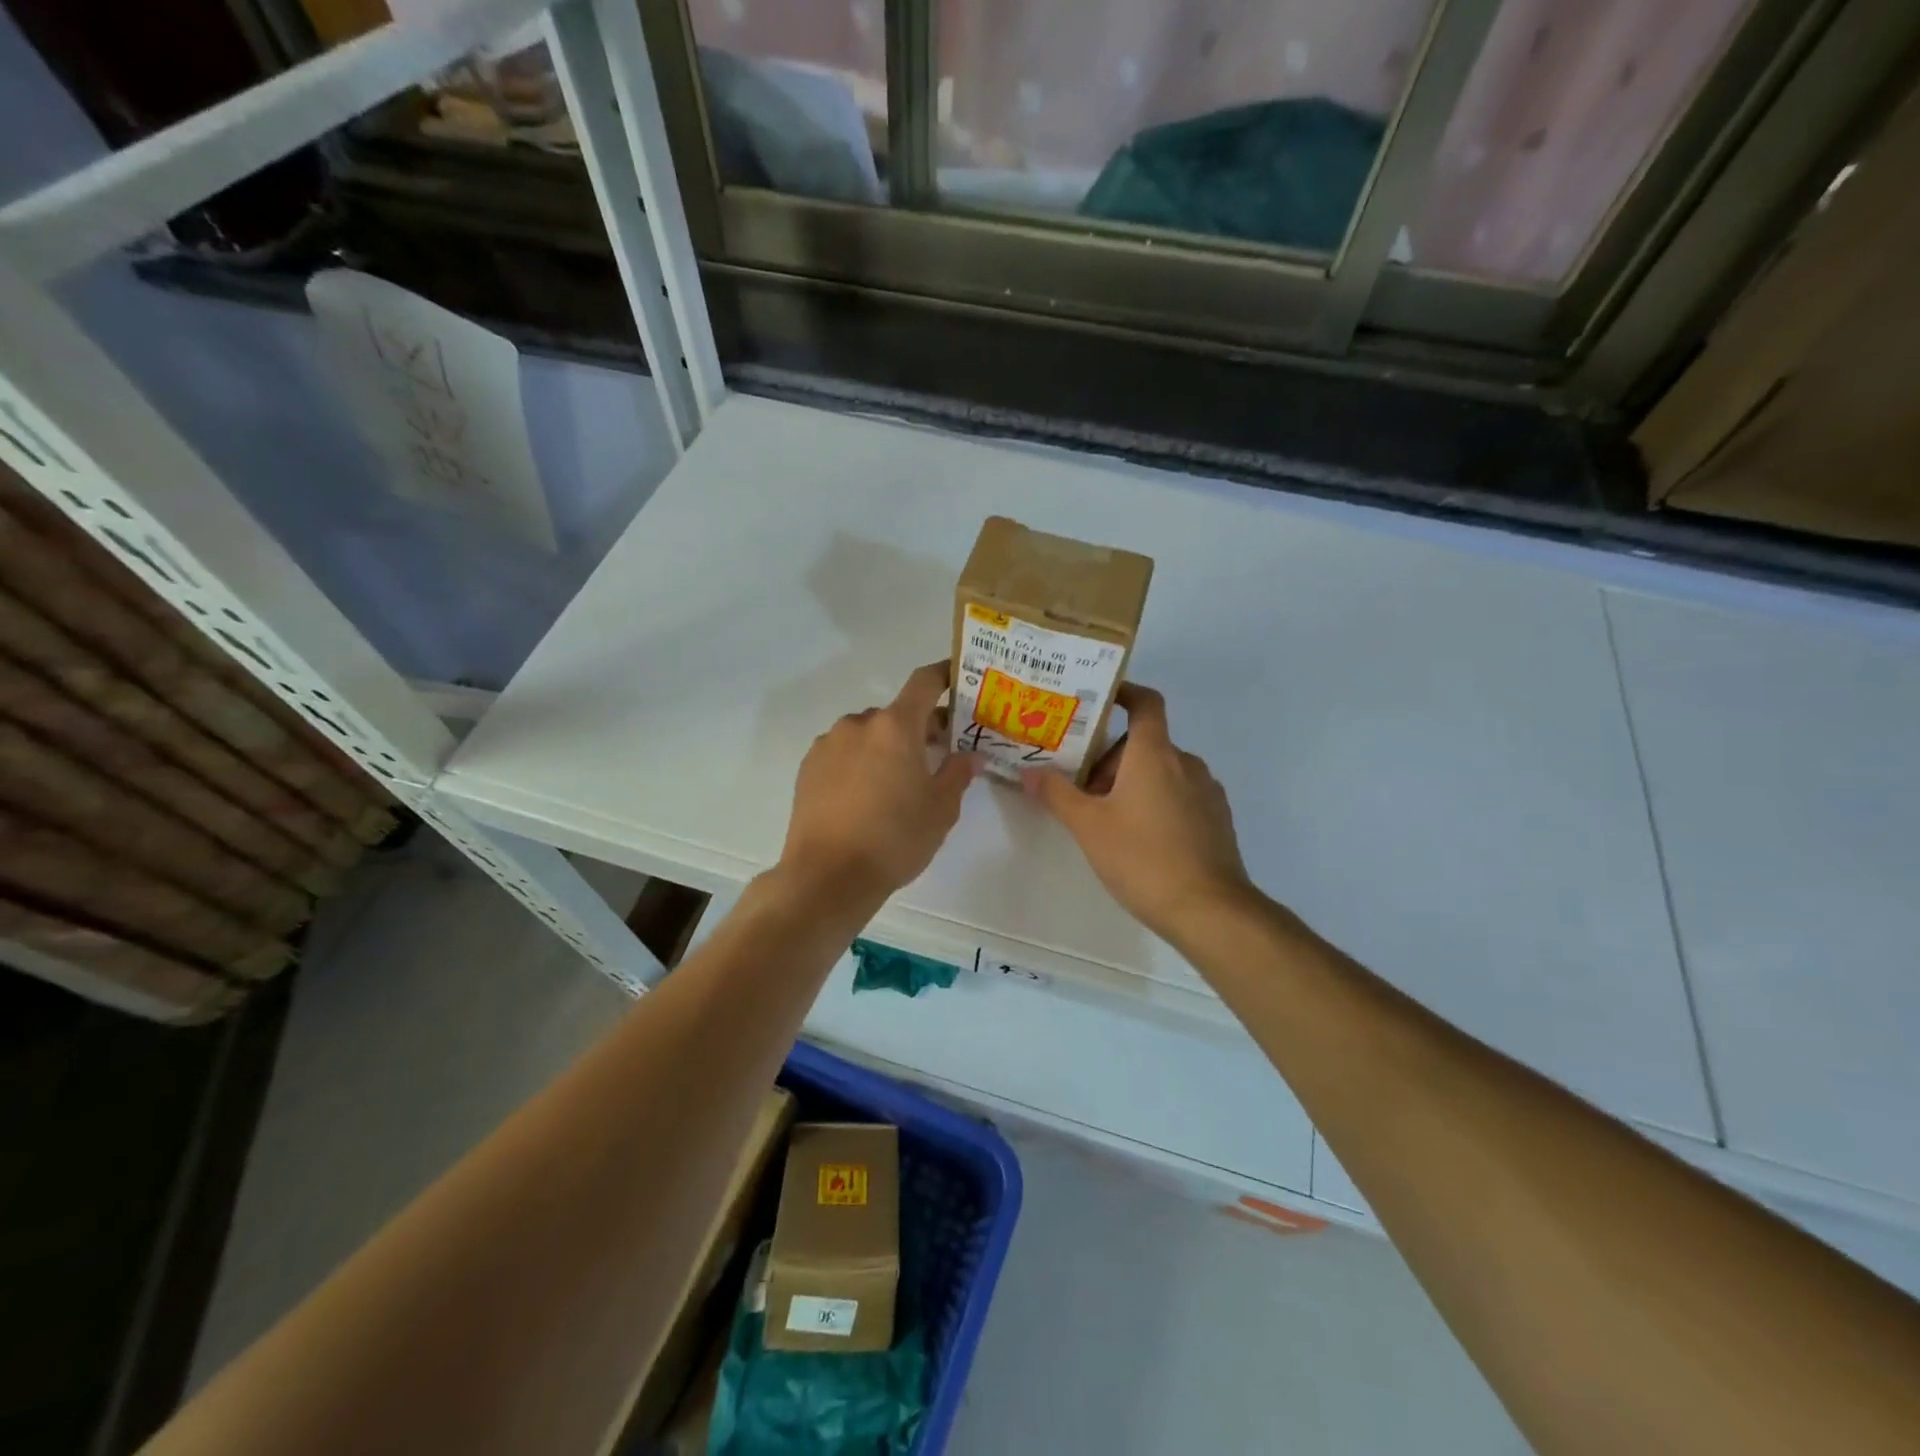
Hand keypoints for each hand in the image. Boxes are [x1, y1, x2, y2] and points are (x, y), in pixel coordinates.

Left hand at [779, 661, 977, 901]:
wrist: (827, 876)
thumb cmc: (894, 839)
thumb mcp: (940, 810)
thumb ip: (957, 774)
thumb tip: (969, 755)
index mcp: (895, 727)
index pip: (924, 682)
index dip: (944, 676)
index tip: (958, 680)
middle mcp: (858, 724)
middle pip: (896, 713)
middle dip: (918, 727)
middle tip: (937, 754)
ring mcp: (828, 744)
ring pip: (867, 734)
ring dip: (885, 747)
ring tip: (896, 783)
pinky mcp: (808, 768)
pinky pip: (843, 753)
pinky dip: (859, 762)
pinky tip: (865, 796)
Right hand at [1024, 683, 1253, 943]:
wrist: (1209, 910)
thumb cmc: (1142, 858)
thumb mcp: (1088, 826)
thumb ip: (1057, 794)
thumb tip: (1029, 772)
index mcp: (1155, 754)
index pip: (1145, 703)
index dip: (1124, 692)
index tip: (1099, 699)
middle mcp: (1186, 763)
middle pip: (1144, 744)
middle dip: (1111, 761)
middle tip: (1083, 792)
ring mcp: (1207, 791)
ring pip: (1162, 772)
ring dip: (1133, 783)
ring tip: (1107, 820)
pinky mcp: (1217, 819)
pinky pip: (1181, 795)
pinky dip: (1157, 802)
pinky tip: (1141, 840)